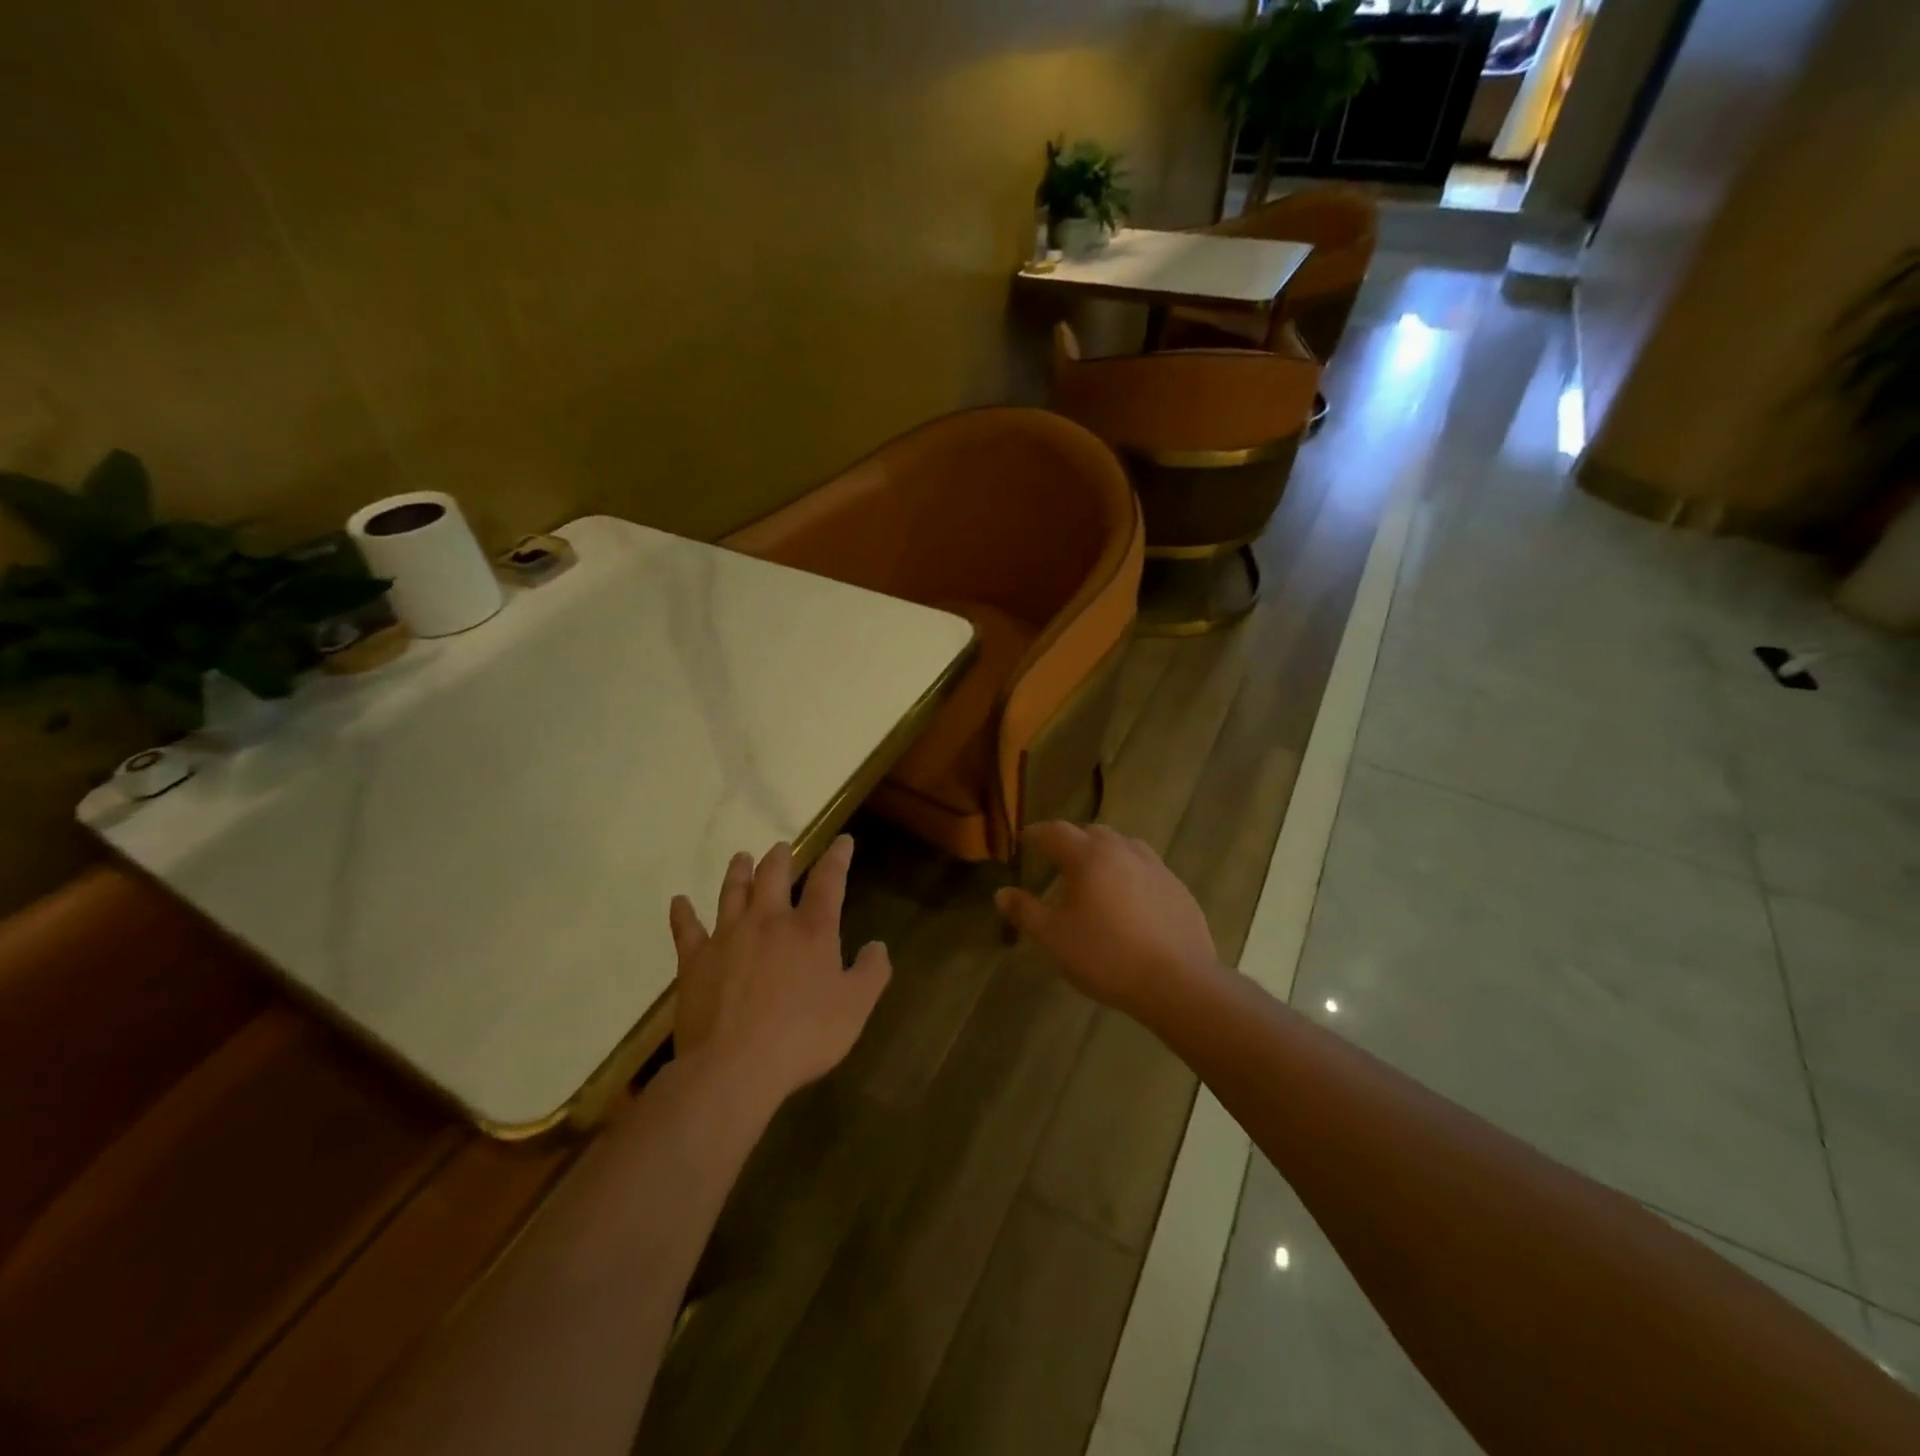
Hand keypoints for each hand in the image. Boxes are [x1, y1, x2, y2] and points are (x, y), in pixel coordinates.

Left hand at [668, 835, 889, 1109]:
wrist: (734, 1067)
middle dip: (781, 858)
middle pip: (773, 876)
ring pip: (732, 892)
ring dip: (738, 872)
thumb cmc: (803, 1036)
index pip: (828, 881)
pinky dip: (682, 913)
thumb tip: (878, 945)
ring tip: (741, 857)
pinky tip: (679, 902)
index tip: (842, 840)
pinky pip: (686, 929)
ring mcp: (728, 937)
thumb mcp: (855, 1007)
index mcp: (811, 930)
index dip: (837, 858)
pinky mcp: (695, 960)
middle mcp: (769, 921)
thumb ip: (871, 972)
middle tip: (782, 847)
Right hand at [995, 822, 1217, 1021]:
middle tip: (1057, 858)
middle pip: (1092, 832)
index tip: (1024, 839)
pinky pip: (1146, 868)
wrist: (1178, 982)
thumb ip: (1025, 911)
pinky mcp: (1178, 887)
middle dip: (1071, 840)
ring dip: (1104, 852)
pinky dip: (1130, 872)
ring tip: (1094, 874)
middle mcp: (1123, 850)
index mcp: (1089, 856)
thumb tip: (1001, 893)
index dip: (1036, 834)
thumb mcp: (1054, 938)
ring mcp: (1156, 867)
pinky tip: (1129, 899)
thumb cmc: (1106, 956)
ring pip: (1123, 846)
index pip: (1055, 832)